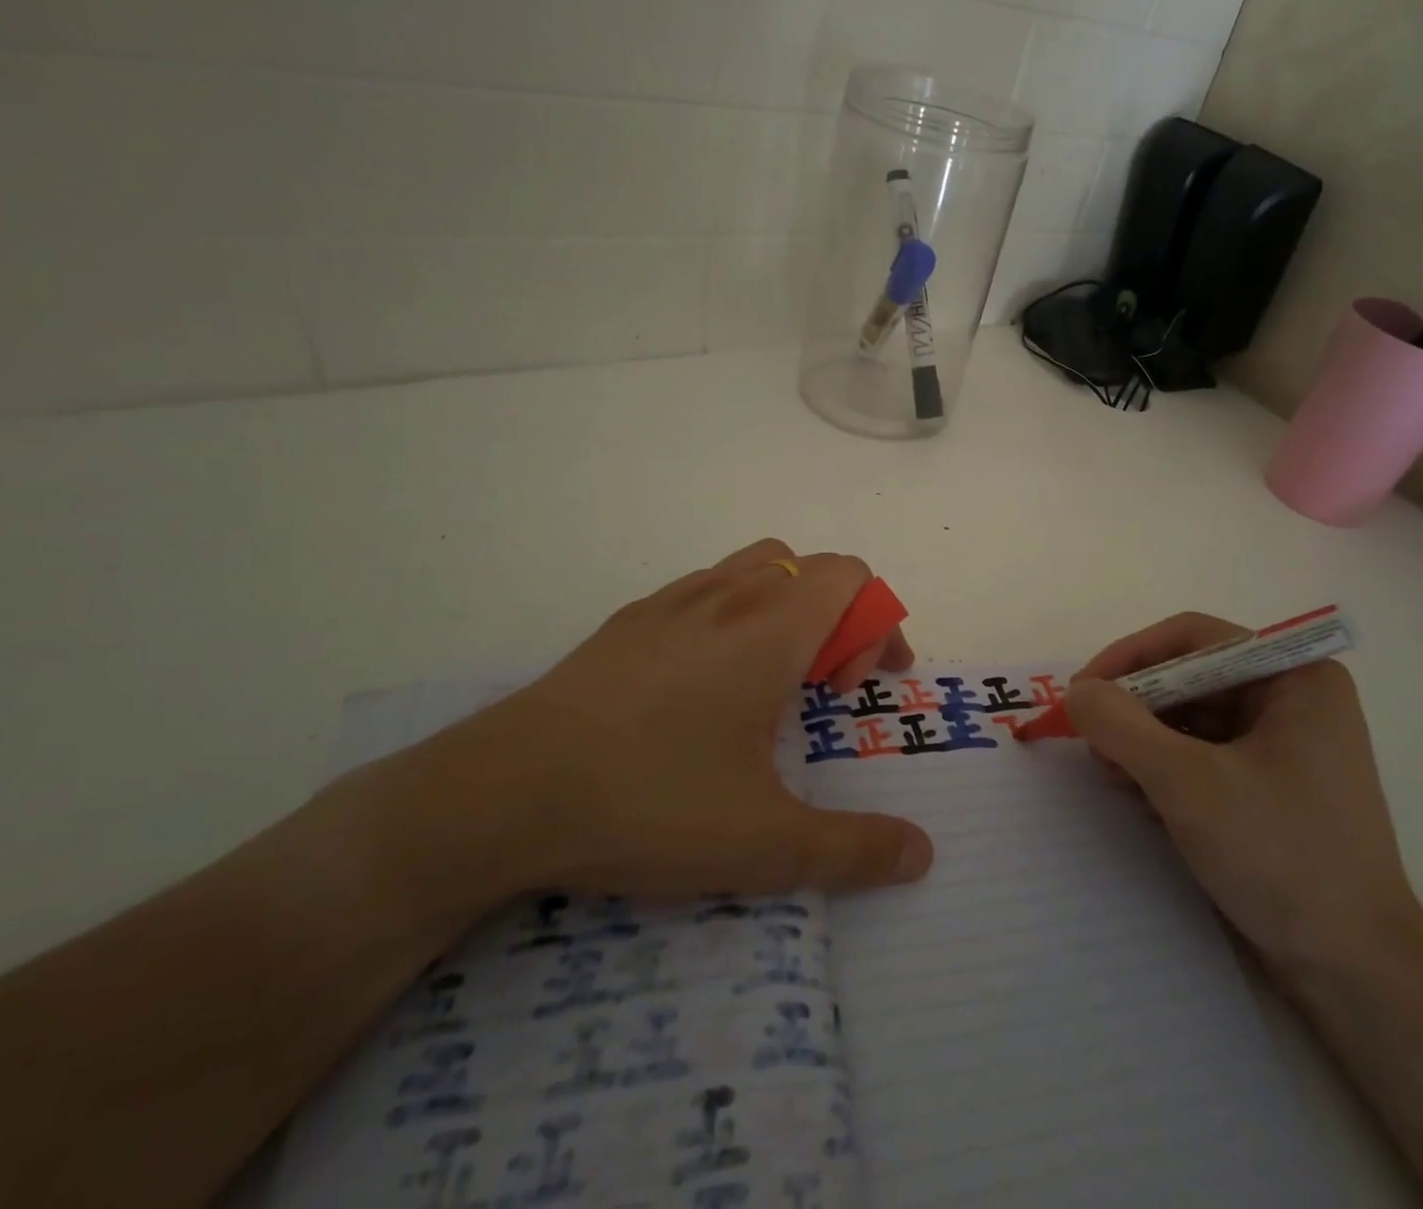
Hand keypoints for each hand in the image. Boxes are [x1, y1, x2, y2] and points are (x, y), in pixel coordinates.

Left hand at [375, 540, 933, 906]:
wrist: (501, 794)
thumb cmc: (648, 802)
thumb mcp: (764, 843)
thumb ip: (853, 848)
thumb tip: (921, 854)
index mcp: (769, 628)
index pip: (850, 576)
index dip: (875, 622)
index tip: (856, 687)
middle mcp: (726, 597)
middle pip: (808, 568)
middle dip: (836, 617)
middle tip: (820, 689)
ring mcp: (670, 602)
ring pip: (754, 569)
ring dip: (784, 609)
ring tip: (767, 682)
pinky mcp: (627, 622)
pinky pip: (704, 590)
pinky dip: (732, 616)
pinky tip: (702, 688)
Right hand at [1066, 613, 1422, 982]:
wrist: (1355, 973)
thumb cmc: (1280, 856)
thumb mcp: (1187, 783)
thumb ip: (1122, 726)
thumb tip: (1076, 692)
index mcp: (1294, 677)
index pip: (1193, 639)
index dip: (1130, 657)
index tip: (1083, 691)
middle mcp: (1294, 699)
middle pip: (1190, 677)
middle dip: (1135, 706)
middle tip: (1091, 739)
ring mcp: (1286, 744)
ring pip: (1193, 717)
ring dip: (1144, 739)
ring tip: (1111, 773)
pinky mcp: (1273, 785)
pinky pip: (1205, 753)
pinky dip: (1166, 766)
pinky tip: (1140, 795)